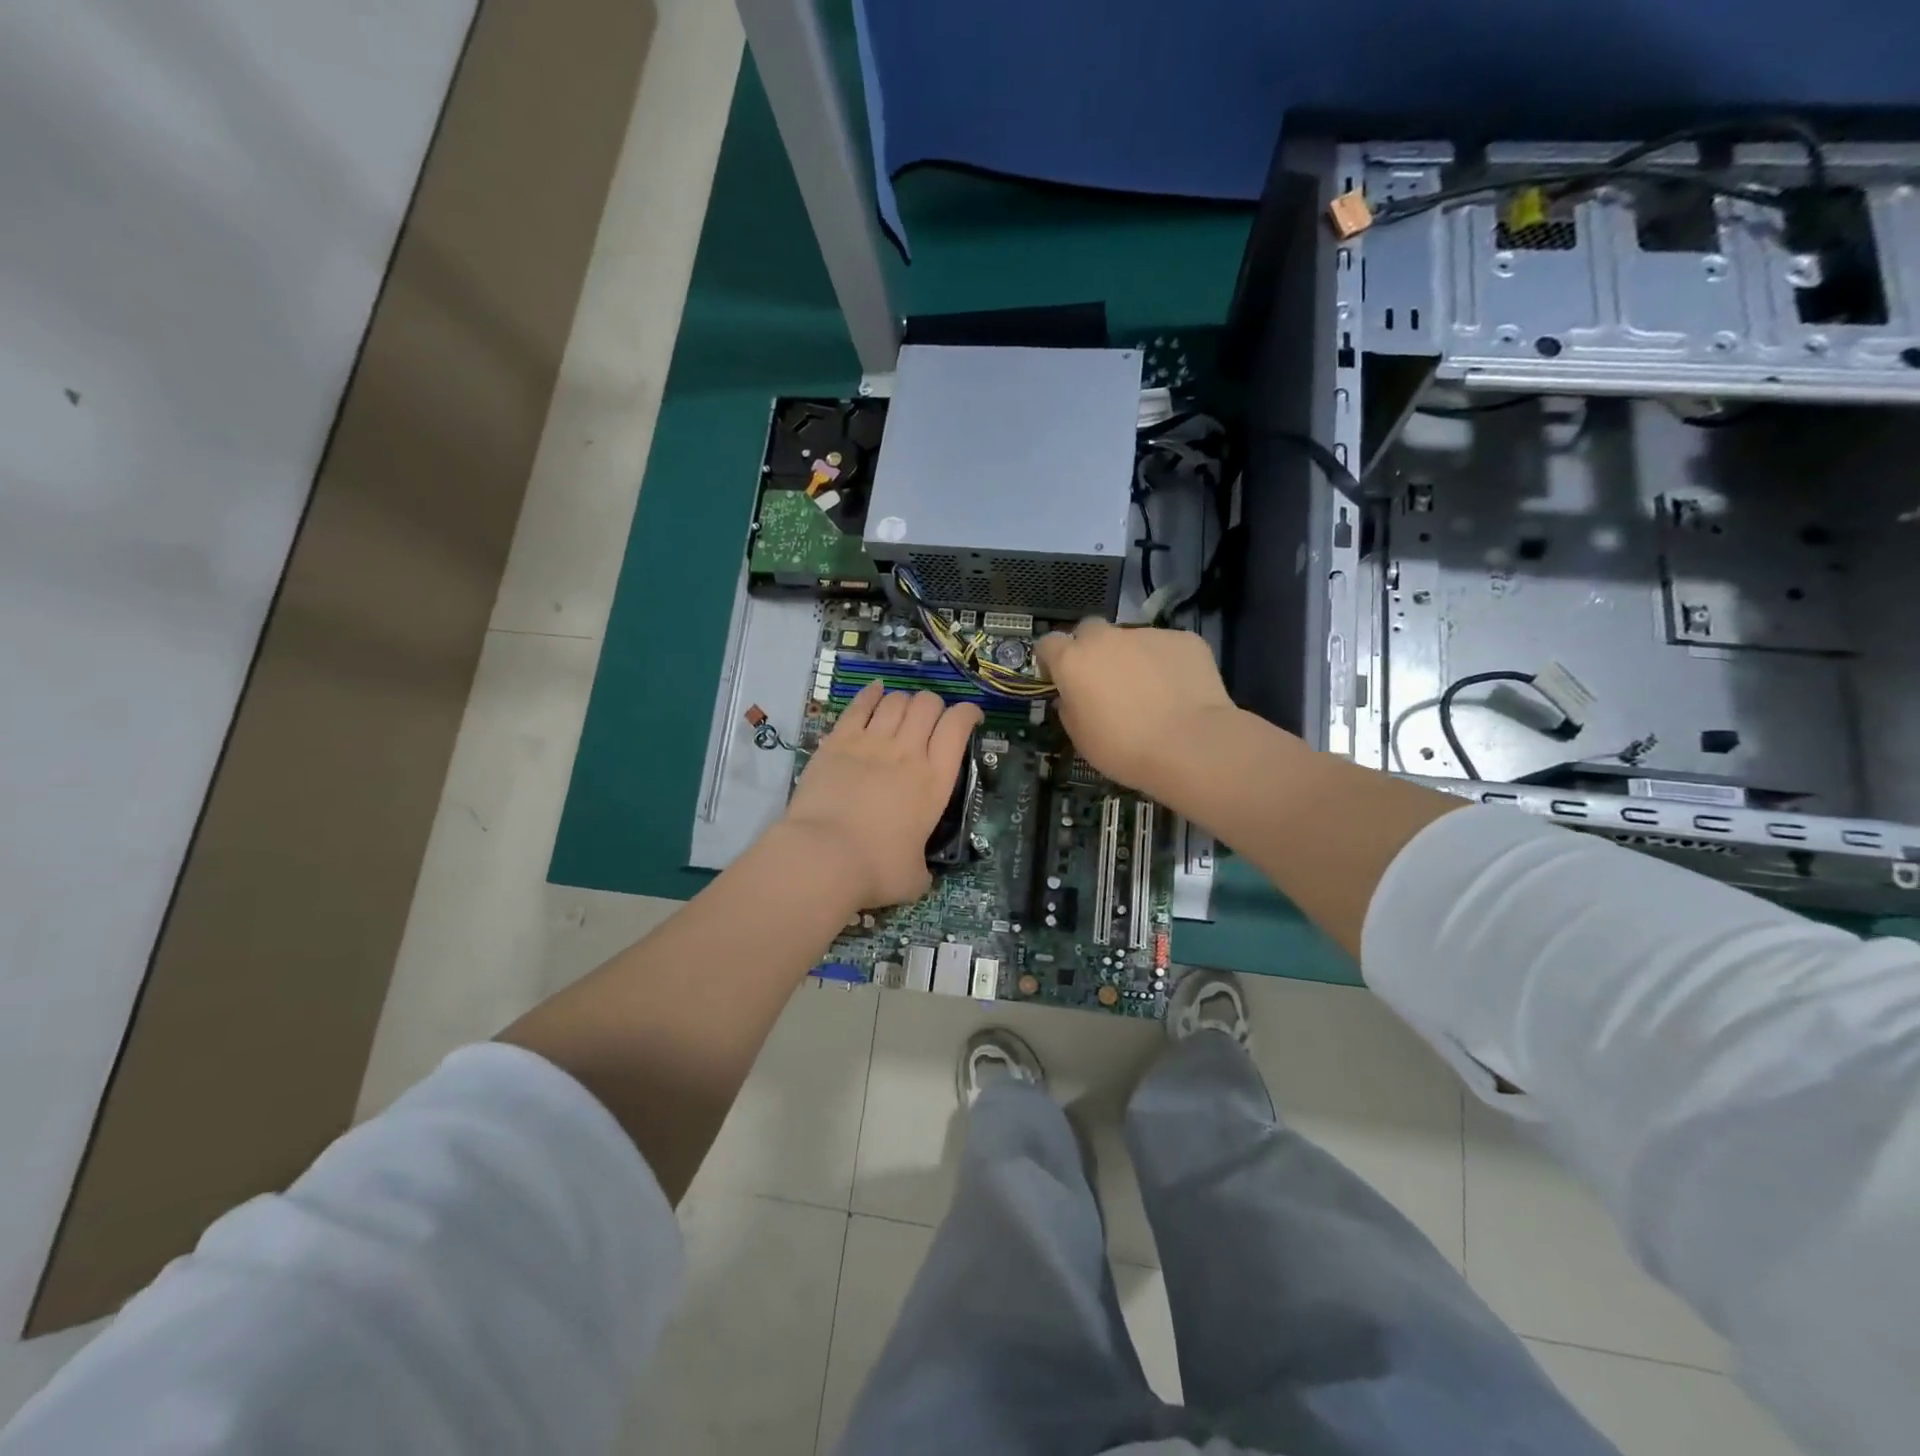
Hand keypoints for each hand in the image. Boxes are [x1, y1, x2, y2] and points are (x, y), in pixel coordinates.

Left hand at [780, 680, 982, 909]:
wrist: (822, 857)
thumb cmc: (875, 869)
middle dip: (935, 706)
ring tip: (903, 712)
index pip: (958, 726)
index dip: (968, 713)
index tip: (970, 718)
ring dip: (905, 701)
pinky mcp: (837, 741)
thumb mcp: (914, 878)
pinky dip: (871, 694)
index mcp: (935, 780)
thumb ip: (922, 868)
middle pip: (928, 704)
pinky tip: (876, 691)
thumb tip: (919, 872)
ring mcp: (870, 742)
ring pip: (896, 701)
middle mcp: (908, 751)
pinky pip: (859, 705)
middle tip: (931, 721)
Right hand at [1036, 619, 1239, 800]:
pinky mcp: (1183, 639)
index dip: (1052, 658)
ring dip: (1132, 658)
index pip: (1048, 643)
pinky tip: (1178, 690)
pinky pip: (1166, 647)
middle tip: (1104, 680)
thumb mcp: (1082, 738)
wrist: (1189, 746)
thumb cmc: (1124, 748)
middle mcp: (1106, 638)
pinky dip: (1166, 663)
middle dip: (1092, 649)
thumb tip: (1072, 697)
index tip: (1058, 676)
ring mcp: (1147, 634)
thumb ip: (1070, 709)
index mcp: (1073, 661)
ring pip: (1131, 640)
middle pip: (1089, 631)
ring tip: (1151, 691)